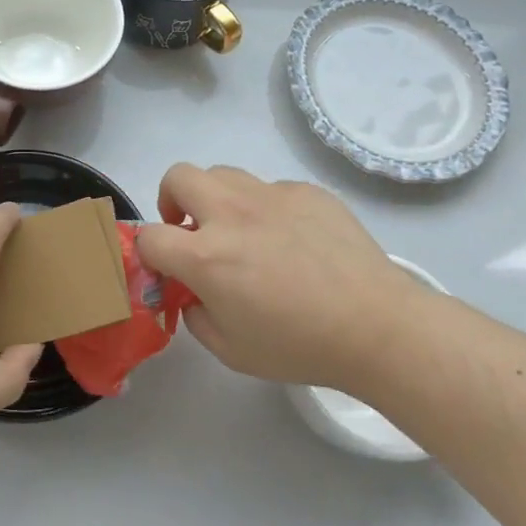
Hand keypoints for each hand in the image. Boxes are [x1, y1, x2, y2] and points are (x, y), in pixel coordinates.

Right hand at [136, 164, 443, 393]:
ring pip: (223, 174)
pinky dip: (266, 209)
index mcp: (207, 256)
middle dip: (171, 200)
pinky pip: (271, 189)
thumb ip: (195, 316)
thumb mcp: (231, 351)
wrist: (377, 326)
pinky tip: (293, 241)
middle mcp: (231, 214)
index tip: (164, 266)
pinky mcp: (306, 191)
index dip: (148, 252)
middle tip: (191, 229)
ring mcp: (272, 196)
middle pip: (178, 177)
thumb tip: (192, 293)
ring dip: (217, 199)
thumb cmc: (300, 346)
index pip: (149, 236)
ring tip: (241, 231)